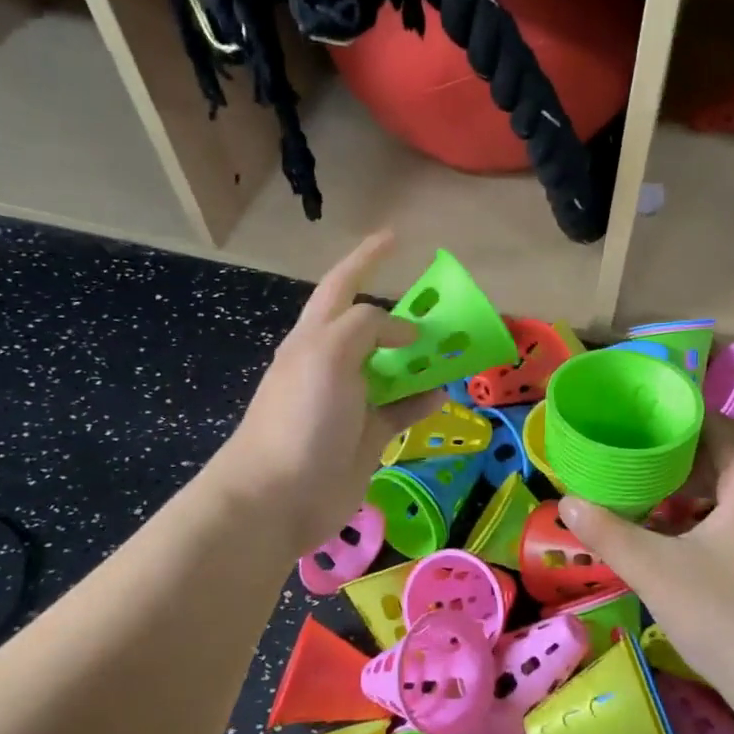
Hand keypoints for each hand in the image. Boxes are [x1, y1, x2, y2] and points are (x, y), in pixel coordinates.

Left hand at [213, 232, 442, 557]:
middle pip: (373, 327)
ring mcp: (351, 402)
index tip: (395, 237)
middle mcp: (333, 363)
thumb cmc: (299, 416)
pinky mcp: (367, 436)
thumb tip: (405, 332)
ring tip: (455, 349)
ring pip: (394, 369)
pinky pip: (402, 409)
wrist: (278, 496)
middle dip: (403, 313)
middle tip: (442, 306)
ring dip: (422, 358)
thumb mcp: (328, 353)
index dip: (367, 258)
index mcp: (316, 337)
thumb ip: (368, 327)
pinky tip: (444, 395)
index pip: (342, 284)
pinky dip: (423, 400)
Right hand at [559, 413, 733, 708]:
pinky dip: (700, 516)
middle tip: (631, 452)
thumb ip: (608, 532)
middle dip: (677, 455)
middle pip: (723, 459)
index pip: (722, 429)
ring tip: (641, 489)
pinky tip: (667, 534)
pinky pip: (733, 520)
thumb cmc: (723, 615)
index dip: (684, 417)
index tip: (643, 416)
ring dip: (687, 489)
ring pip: (727, 493)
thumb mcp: (655, 570)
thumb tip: (567, 503)